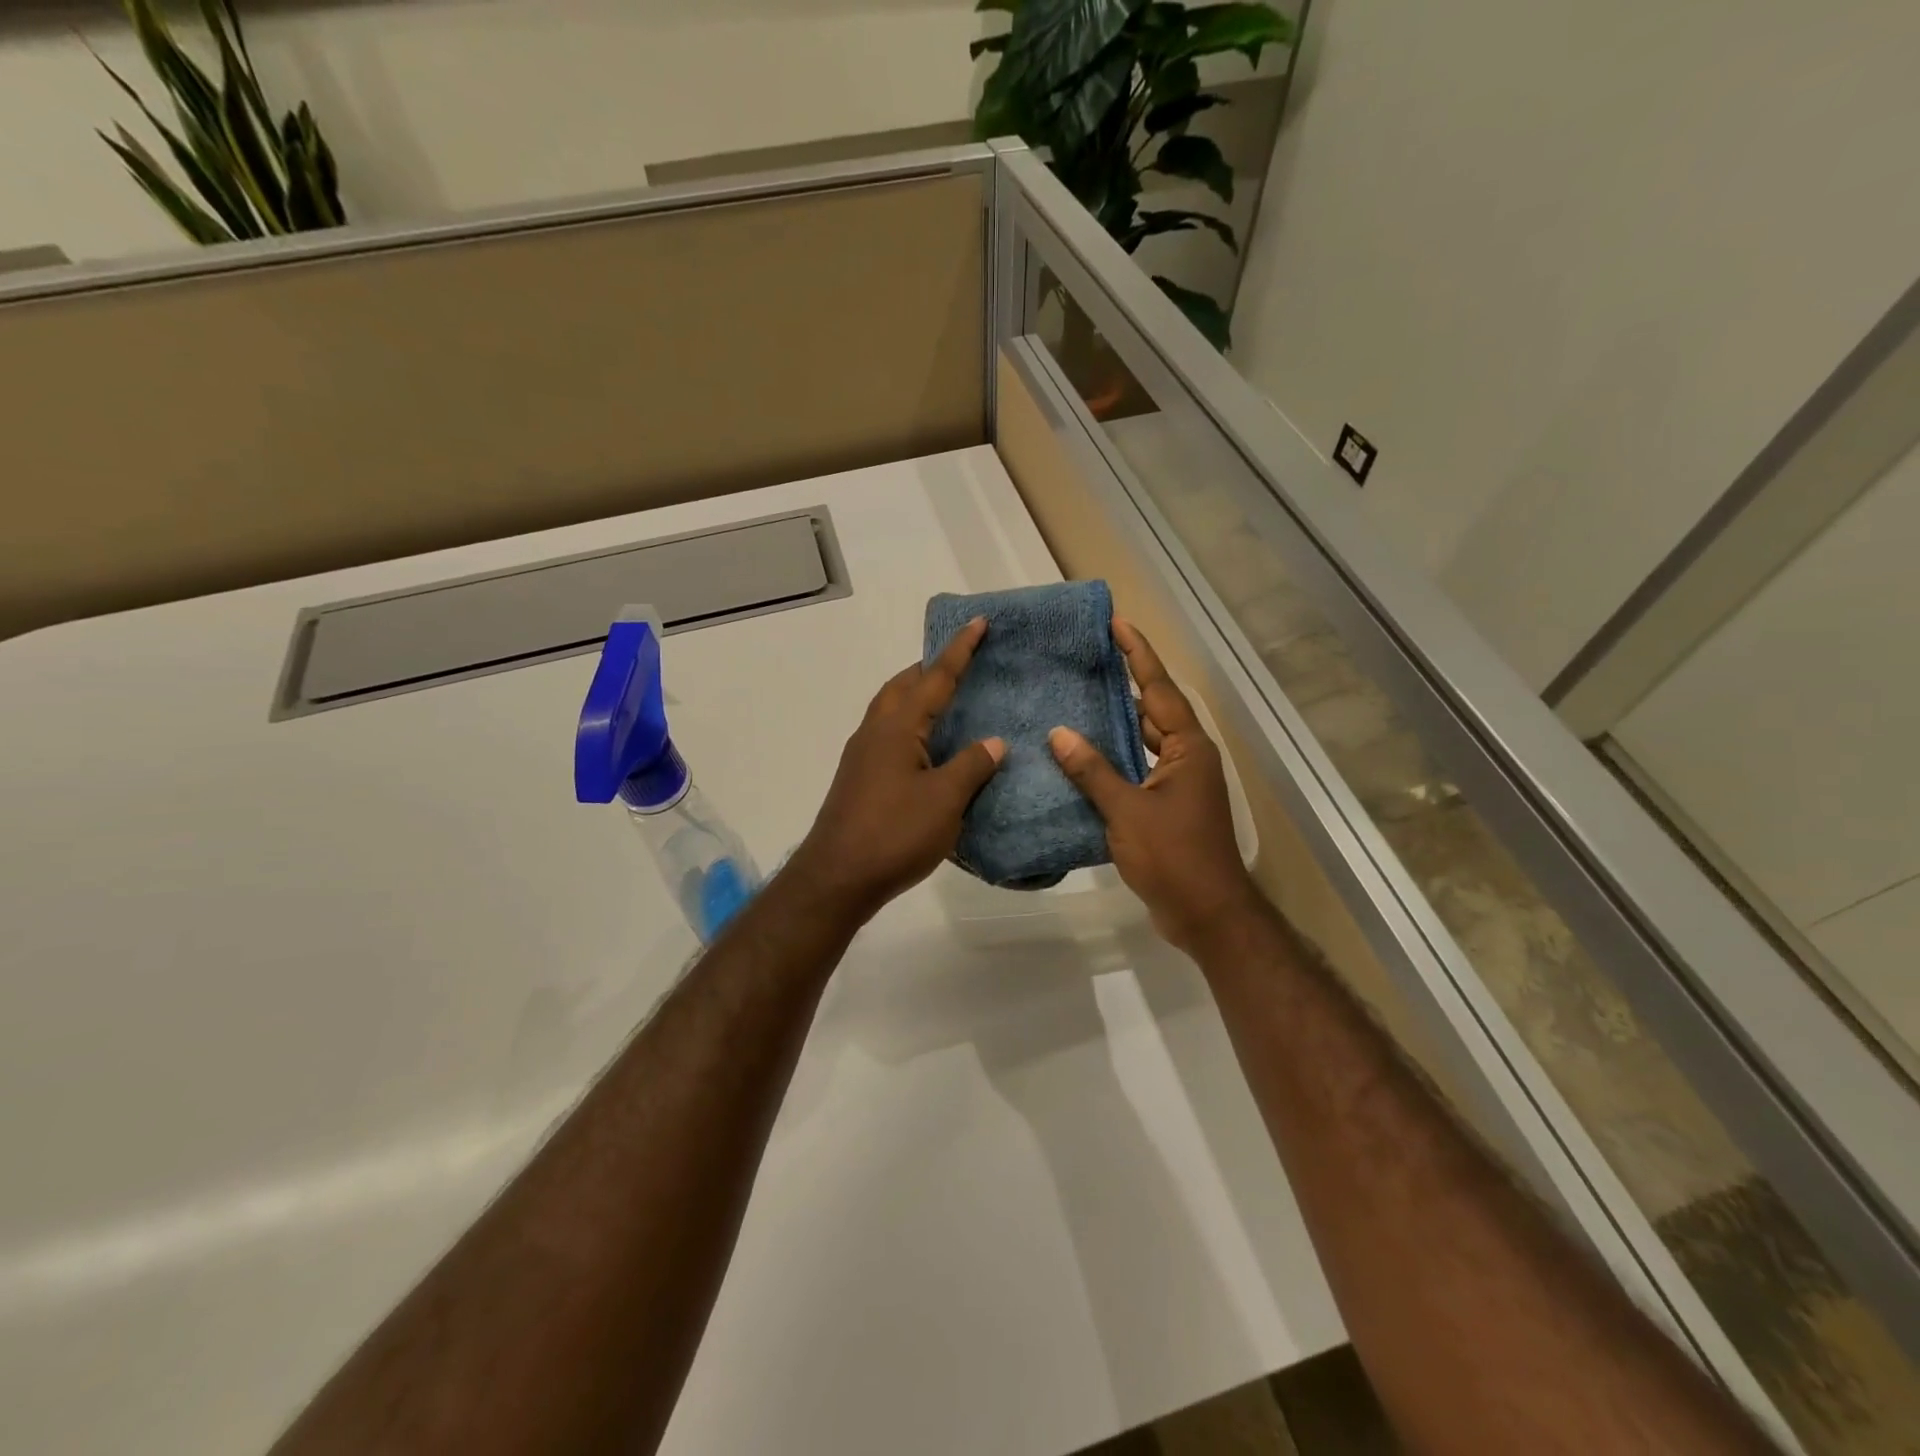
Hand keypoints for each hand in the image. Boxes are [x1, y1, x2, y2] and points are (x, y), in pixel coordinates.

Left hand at [791, 618, 1005, 919]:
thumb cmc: (895, 833)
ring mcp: (862, 755)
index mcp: (897, 726)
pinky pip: (889, 735)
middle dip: (931, 668)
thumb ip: (972, 765)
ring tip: (949, 701)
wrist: (837, 877)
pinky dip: (911, 726)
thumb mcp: (945, 799)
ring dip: (917, 696)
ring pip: (892, 710)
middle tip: (963, 662)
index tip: (978, 622)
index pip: (935, 677)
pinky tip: (928, 748)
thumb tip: (994, 741)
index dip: (959, 650)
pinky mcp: (859, 778)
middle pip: (904, 685)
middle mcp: (875, 731)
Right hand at [1049, 618, 1263, 954]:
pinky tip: (1079, 759)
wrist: (1206, 913)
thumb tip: (1059, 733)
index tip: (1117, 623)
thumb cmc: (1173, 856)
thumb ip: (1092, 771)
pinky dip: (1111, 762)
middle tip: (1085, 660)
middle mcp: (1186, 758)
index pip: (1158, 689)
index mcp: (1187, 748)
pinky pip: (1135, 770)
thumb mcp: (1127, 810)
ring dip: (1113, 725)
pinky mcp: (1165, 808)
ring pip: (1141, 742)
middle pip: (1151, 710)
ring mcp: (1177, 784)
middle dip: (1122, 684)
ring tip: (1074, 701)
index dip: (1137, 654)